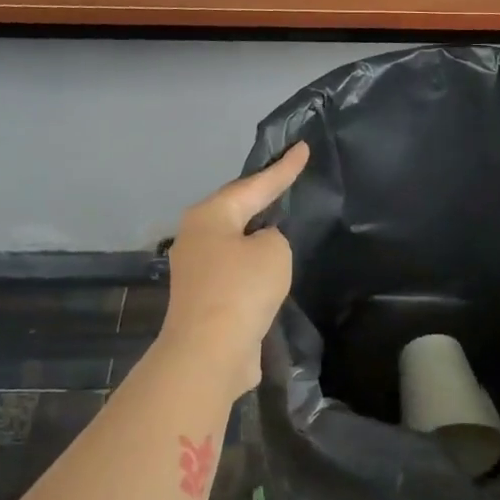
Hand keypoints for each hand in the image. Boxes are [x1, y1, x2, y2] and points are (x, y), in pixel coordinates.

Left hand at [157, 142, 310, 400]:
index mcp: (210, 216)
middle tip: (286, 178)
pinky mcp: (205, 298)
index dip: (283, 169)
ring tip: (280, 219)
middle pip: (236, 209)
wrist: (210, 351)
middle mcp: (197, 236)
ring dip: (256, 233)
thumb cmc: (242, 289)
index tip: (302, 148)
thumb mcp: (274, 252)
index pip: (255, 185)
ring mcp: (197, 269)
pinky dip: (254, 264)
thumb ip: (274, 238)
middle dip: (261, 195)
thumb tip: (260, 247)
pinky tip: (270, 265)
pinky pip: (235, 269)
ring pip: (234, 241)